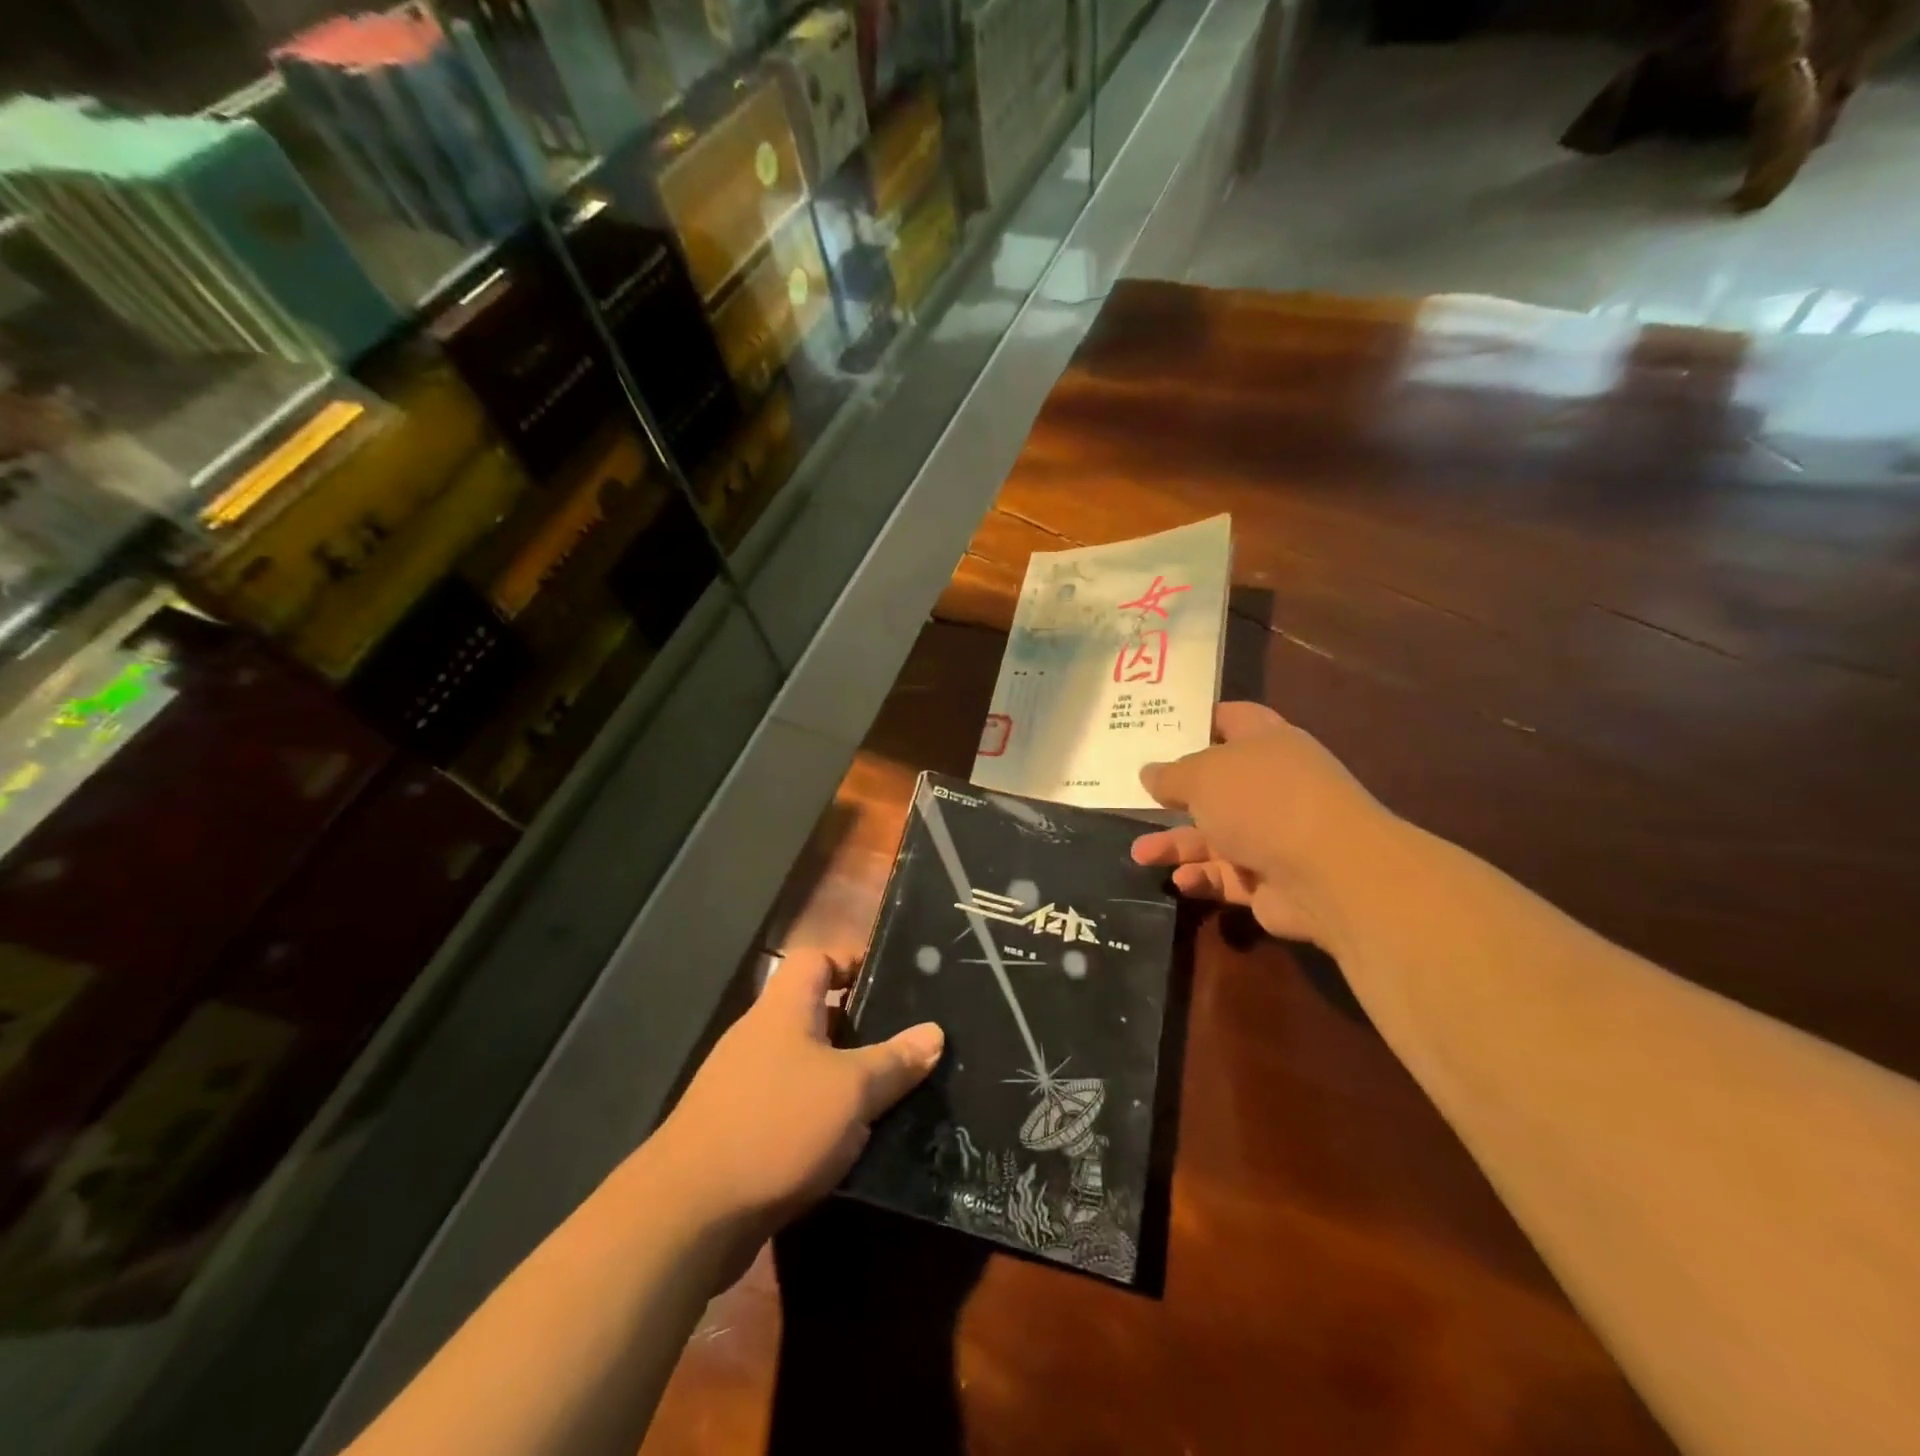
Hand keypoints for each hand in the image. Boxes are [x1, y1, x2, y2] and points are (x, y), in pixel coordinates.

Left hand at [650, 950, 942, 1246]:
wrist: (688, 1214)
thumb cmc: (776, 1126)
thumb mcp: (851, 1090)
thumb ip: (895, 1060)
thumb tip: (934, 1032)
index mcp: (784, 1008)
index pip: (818, 958)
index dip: (854, 960)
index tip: (895, 980)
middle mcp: (761, 1036)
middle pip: (817, 1011)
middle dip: (862, 1026)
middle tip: (907, 1042)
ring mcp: (746, 1083)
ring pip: (808, 1063)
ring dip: (845, 1075)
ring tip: (893, 1091)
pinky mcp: (740, 1129)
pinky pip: (793, 1104)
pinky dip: (822, 1114)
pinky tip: (854, 1140)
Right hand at [1130, 702, 1396, 948]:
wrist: (1329, 873)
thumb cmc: (1262, 801)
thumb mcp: (1202, 776)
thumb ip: (1171, 775)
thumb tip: (1150, 773)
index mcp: (1266, 742)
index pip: (1232, 719)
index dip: (1198, 720)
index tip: (1159, 726)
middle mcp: (1272, 785)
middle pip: (1217, 784)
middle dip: (1177, 793)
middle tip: (1135, 795)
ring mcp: (1274, 833)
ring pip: (1215, 835)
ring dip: (1177, 845)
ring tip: (1139, 854)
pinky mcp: (1271, 879)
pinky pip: (1226, 875)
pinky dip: (1202, 877)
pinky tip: (1178, 881)